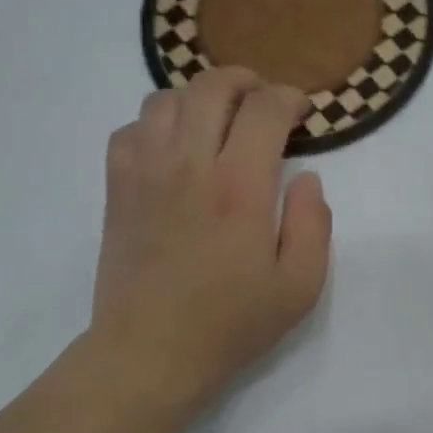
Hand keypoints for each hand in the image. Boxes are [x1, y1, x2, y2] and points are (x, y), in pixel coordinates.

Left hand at [87, 67, 331, 414]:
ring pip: (167, 99)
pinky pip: (131, 128)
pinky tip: (174, 146)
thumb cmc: (232, 322)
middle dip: (246, 81)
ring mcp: (145, 172)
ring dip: (200, 97)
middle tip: (265, 100)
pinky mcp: (117, 187)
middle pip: (212, 87)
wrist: (150, 352)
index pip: (265, 109)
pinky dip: (157, 122)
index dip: (290, 99)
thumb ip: (314, 224)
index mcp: (241, 187)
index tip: (302, 113)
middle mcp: (189, 165)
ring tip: (220, 119)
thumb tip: (308, 178)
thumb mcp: (300, 286)